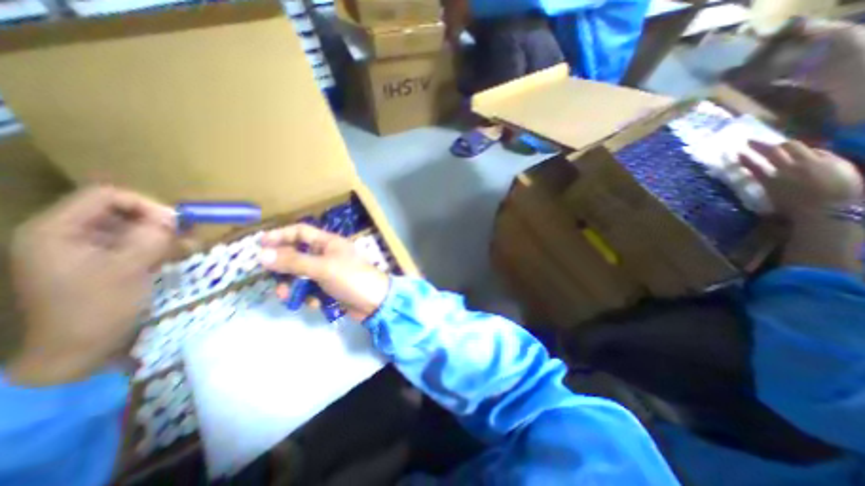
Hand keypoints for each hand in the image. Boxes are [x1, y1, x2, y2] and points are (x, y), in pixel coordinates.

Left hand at [6, 186, 173, 387]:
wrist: (79, 349)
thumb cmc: (97, 308)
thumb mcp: (129, 269)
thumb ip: (151, 238)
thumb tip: (174, 218)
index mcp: (57, 231)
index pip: (106, 196)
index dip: (145, 204)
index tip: (176, 223)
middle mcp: (68, 234)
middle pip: (121, 211)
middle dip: (159, 222)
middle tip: (188, 236)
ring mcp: (86, 249)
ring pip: (133, 228)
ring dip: (163, 236)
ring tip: (187, 248)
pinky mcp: (103, 262)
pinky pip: (135, 244)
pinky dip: (158, 247)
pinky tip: (177, 256)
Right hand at [259, 224, 390, 323]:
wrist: (374, 303)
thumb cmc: (351, 278)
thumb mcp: (322, 267)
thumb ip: (294, 261)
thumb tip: (262, 255)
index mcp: (329, 243)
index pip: (300, 232)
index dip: (280, 235)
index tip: (259, 245)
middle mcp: (327, 255)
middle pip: (297, 255)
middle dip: (284, 268)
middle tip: (272, 279)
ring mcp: (329, 272)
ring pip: (301, 275)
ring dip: (294, 286)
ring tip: (288, 297)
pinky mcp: (330, 288)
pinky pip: (312, 289)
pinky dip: (310, 296)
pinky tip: (316, 303)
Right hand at [740, 140, 860, 217]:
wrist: (834, 210)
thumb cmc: (799, 212)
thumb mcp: (775, 203)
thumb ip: (769, 189)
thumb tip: (763, 181)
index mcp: (771, 181)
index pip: (754, 166)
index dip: (745, 159)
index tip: (737, 152)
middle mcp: (788, 169)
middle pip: (773, 151)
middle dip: (760, 145)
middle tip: (751, 141)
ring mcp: (812, 163)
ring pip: (795, 146)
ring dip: (784, 144)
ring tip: (779, 144)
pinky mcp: (834, 161)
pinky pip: (818, 151)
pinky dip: (809, 150)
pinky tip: (808, 152)